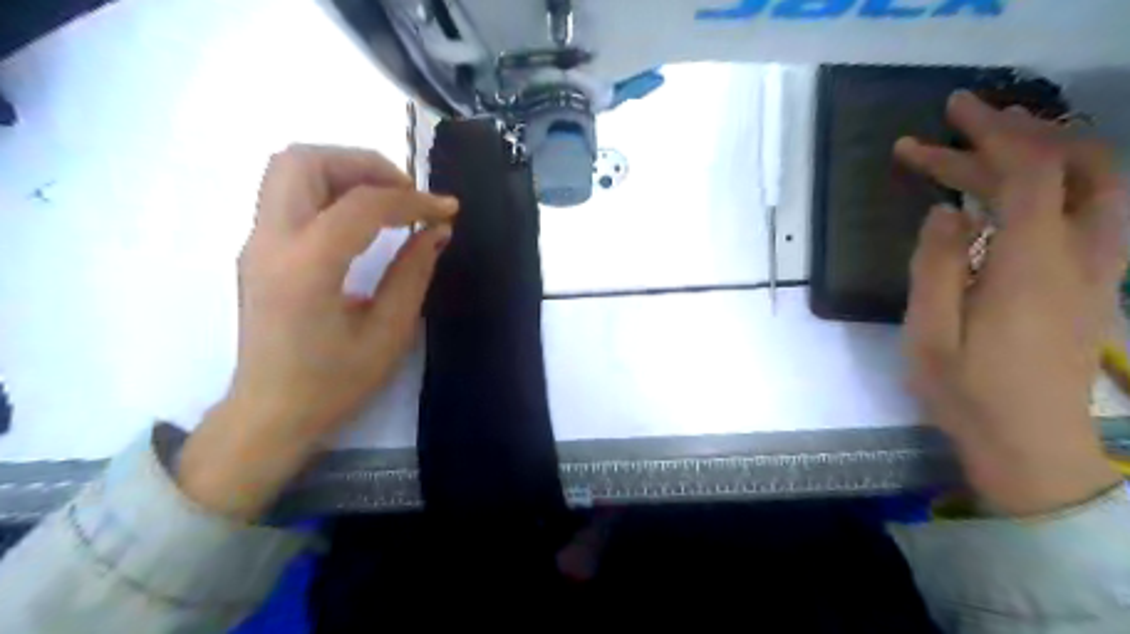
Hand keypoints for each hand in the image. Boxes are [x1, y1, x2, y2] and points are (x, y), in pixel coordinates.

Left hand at [179, 145, 454, 519]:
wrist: (271, 414)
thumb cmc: (333, 384)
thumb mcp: (387, 334)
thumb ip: (413, 273)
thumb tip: (436, 231)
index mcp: (307, 268)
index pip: (361, 205)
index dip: (412, 200)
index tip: (446, 209)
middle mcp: (271, 242)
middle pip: (304, 161)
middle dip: (364, 165)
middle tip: (405, 192)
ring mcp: (257, 243)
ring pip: (290, 169)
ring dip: (343, 171)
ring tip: (386, 200)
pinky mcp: (259, 250)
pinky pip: (289, 194)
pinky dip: (329, 189)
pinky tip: (361, 220)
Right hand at [898, 90, 1125, 514]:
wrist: (1033, 446)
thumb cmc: (969, 393)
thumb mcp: (930, 333)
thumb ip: (936, 267)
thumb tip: (943, 214)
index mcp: (1030, 265)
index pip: (1029, 173)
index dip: (991, 134)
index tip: (949, 113)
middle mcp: (1080, 255)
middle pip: (1069, 167)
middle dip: (1014, 133)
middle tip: (960, 122)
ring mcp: (1097, 268)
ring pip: (1097, 183)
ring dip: (1047, 150)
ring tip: (991, 142)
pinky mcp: (1095, 283)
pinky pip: (1094, 210)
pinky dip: (1059, 181)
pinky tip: (1019, 191)